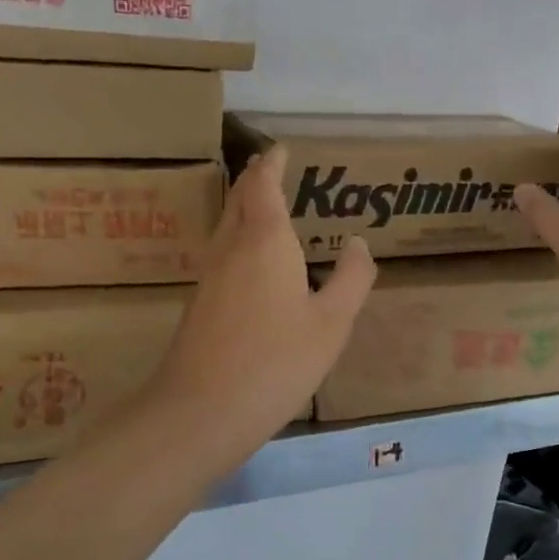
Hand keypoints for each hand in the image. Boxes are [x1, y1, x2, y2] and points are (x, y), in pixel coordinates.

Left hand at [147, 145, 376, 466]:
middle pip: (239, 199)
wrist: (202, 411)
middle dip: (254, 179)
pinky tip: (252, 259)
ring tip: (265, 204)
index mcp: (266, 241)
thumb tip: (358, 244)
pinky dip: (239, 237)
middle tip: (271, 167)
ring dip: (244, 206)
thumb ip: (351, 279)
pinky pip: (222, 251)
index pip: (264, 185)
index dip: (272, 164)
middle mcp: (231, 248)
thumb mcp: (332, 323)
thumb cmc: (276, 362)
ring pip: (226, 225)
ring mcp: (210, 275)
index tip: (280, 148)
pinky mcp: (200, 302)